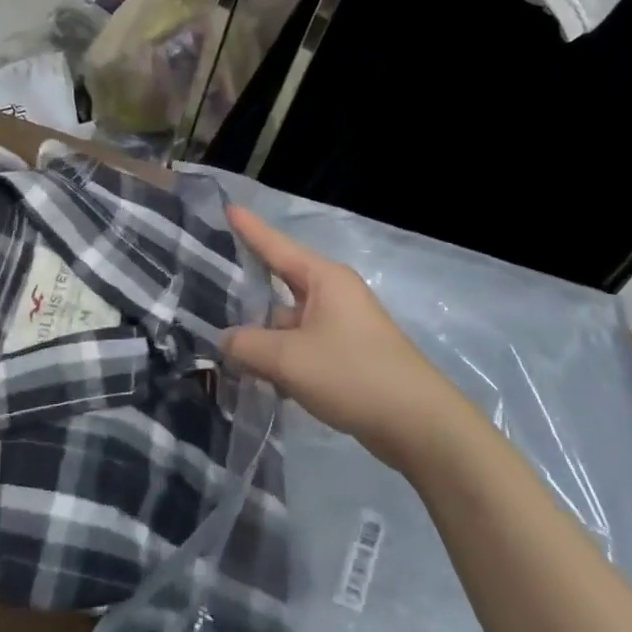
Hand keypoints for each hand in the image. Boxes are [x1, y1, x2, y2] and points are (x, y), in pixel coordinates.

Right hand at [223, 206, 466, 472]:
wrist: (418, 424)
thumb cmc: (352, 374)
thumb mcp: (289, 359)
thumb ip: (248, 345)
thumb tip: (227, 341)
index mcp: (324, 279)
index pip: (276, 246)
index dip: (250, 229)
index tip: (229, 207)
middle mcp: (335, 294)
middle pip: (281, 285)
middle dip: (250, 291)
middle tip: (212, 285)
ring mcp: (344, 325)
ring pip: (290, 322)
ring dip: (265, 337)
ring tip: (227, 349)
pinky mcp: (349, 355)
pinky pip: (304, 346)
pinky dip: (284, 358)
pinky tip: (262, 379)